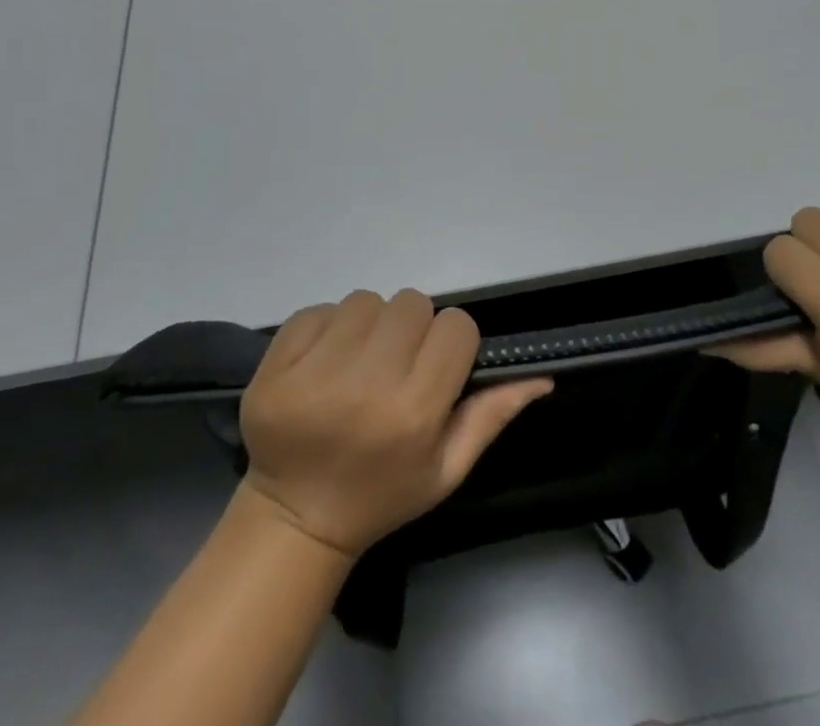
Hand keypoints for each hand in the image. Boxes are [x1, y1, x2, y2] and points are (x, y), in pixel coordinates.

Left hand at [238, 289, 552, 558]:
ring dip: (369, 324)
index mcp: (414, 412)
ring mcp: (314, 374)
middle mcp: (367, 385)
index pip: (455, 327)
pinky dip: (326, 328)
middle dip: (411, 328)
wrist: (296, 518)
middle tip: (395, 363)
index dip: (451, 342)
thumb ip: (492, 416)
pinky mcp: (276, 367)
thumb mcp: (447, 469)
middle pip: (411, 303)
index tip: (436, 365)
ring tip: (358, 363)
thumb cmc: (383, 494)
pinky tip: (323, 364)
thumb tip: (542, 376)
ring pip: (365, 301)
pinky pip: (317, 311)